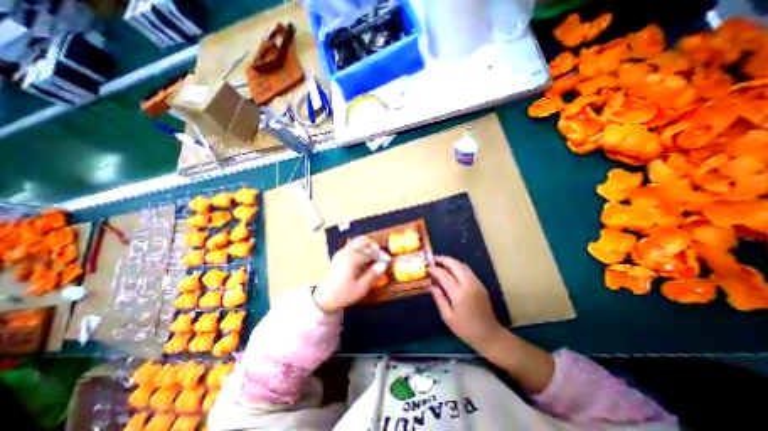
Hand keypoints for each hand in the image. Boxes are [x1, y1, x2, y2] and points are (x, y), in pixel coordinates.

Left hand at [311, 235, 387, 313]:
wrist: (325, 298)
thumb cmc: (344, 294)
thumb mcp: (361, 287)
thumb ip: (373, 274)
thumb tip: (384, 264)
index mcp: (352, 258)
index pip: (370, 251)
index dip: (381, 255)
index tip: (388, 260)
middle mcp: (346, 251)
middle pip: (363, 241)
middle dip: (374, 246)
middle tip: (380, 256)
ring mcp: (341, 252)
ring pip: (357, 241)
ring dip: (367, 246)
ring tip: (373, 256)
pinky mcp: (339, 255)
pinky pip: (352, 246)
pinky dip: (361, 248)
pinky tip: (364, 259)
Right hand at [430, 256, 507, 349]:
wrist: (489, 334)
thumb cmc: (465, 329)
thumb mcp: (447, 317)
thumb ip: (439, 298)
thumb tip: (431, 285)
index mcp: (459, 294)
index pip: (444, 275)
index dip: (435, 269)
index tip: (427, 268)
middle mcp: (469, 284)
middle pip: (455, 264)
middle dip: (443, 259)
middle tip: (433, 259)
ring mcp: (476, 283)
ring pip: (462, 265)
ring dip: (451, 261)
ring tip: (441, 263)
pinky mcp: (480, 284)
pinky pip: (467, 270)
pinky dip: (458, 267)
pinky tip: (451, 271)